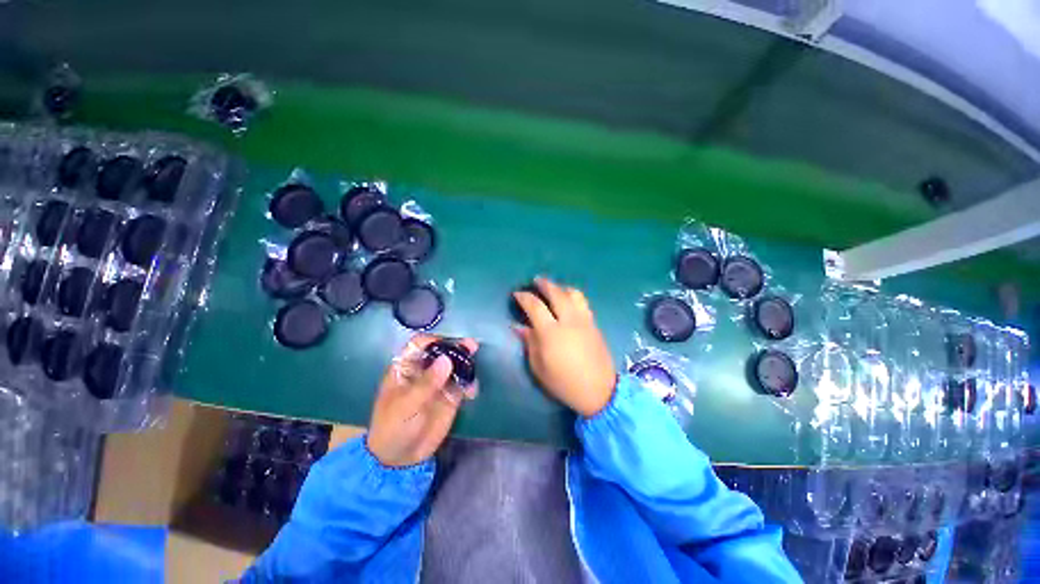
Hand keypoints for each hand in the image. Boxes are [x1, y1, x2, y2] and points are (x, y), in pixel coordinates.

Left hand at [366, 335, 478, 466]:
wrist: (400, 458)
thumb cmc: (394, 427)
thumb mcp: (406, 406)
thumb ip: (426, 384)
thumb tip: (446, 359)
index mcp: (406, 368)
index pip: (419, 345)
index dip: (433, 340)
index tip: (448, 343)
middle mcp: (424, 371)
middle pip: (441, 351)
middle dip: (456, 348)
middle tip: (471, 346)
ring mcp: (439, 383)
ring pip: (455, 365)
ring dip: (466, 362)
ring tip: (475, 363)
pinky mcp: (450, 396)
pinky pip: (463, 384)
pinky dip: (470, 383)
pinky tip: (472, 391)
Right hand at [514, 278, 615, 416]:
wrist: (599, 391)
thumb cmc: (564, 383)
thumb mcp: (539, 367)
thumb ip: (529, 343)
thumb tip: (518, 326)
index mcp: (551, 332)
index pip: (535, 306)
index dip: (524, 297)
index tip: (517, 294)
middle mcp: (569, 320)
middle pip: (556, 293)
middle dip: (544, 284)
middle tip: (536, 282)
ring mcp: (584, 320)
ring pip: (573, 293)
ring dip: (561, 287)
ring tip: (554, 288)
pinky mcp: (594, 323)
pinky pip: (583, 302)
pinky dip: (573, 295)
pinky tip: (568, 300)